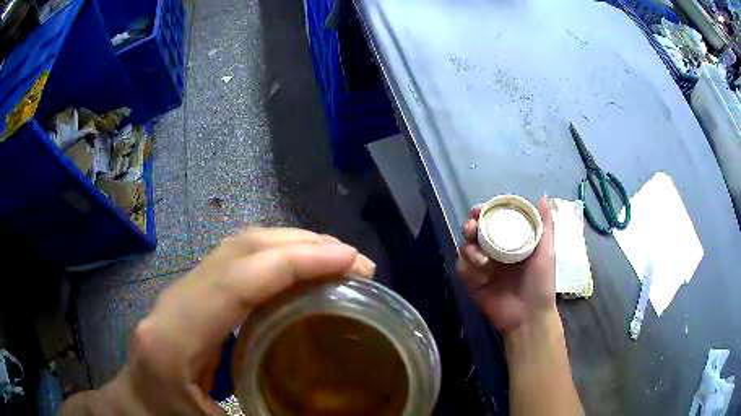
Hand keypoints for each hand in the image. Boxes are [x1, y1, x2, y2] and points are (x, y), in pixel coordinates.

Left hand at [61, 228, 374, 414]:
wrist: (135, 407)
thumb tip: (340, 411)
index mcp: (176, 338)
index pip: (239, 279)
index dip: (297, 261)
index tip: (351, 261)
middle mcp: (174, 302)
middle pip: (238, 249)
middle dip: (301, 244)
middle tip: (353, 260)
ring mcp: (179, 292)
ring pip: (235, 248)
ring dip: (288, 245)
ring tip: (333, 259)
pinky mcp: (188, 295)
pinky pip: (233, 263)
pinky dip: (272, 258)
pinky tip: (297, 273)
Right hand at [456, 196, 555, 333]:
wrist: (529, 316)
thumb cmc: (541, 283)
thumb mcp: (546, 252)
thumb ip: (544, 225)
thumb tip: (543, 196)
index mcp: (510, 242)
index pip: (493, 221)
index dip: (485, 212)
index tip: (481, 209)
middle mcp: (494, 251)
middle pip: (475, 232)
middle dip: (470, 226)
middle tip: (472, 227)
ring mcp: (482, 267)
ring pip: (465, 248)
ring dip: (468, 247)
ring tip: (480, 256)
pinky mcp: (472, 283)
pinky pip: (462, 268)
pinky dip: (466, 265)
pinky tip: (478, 269)